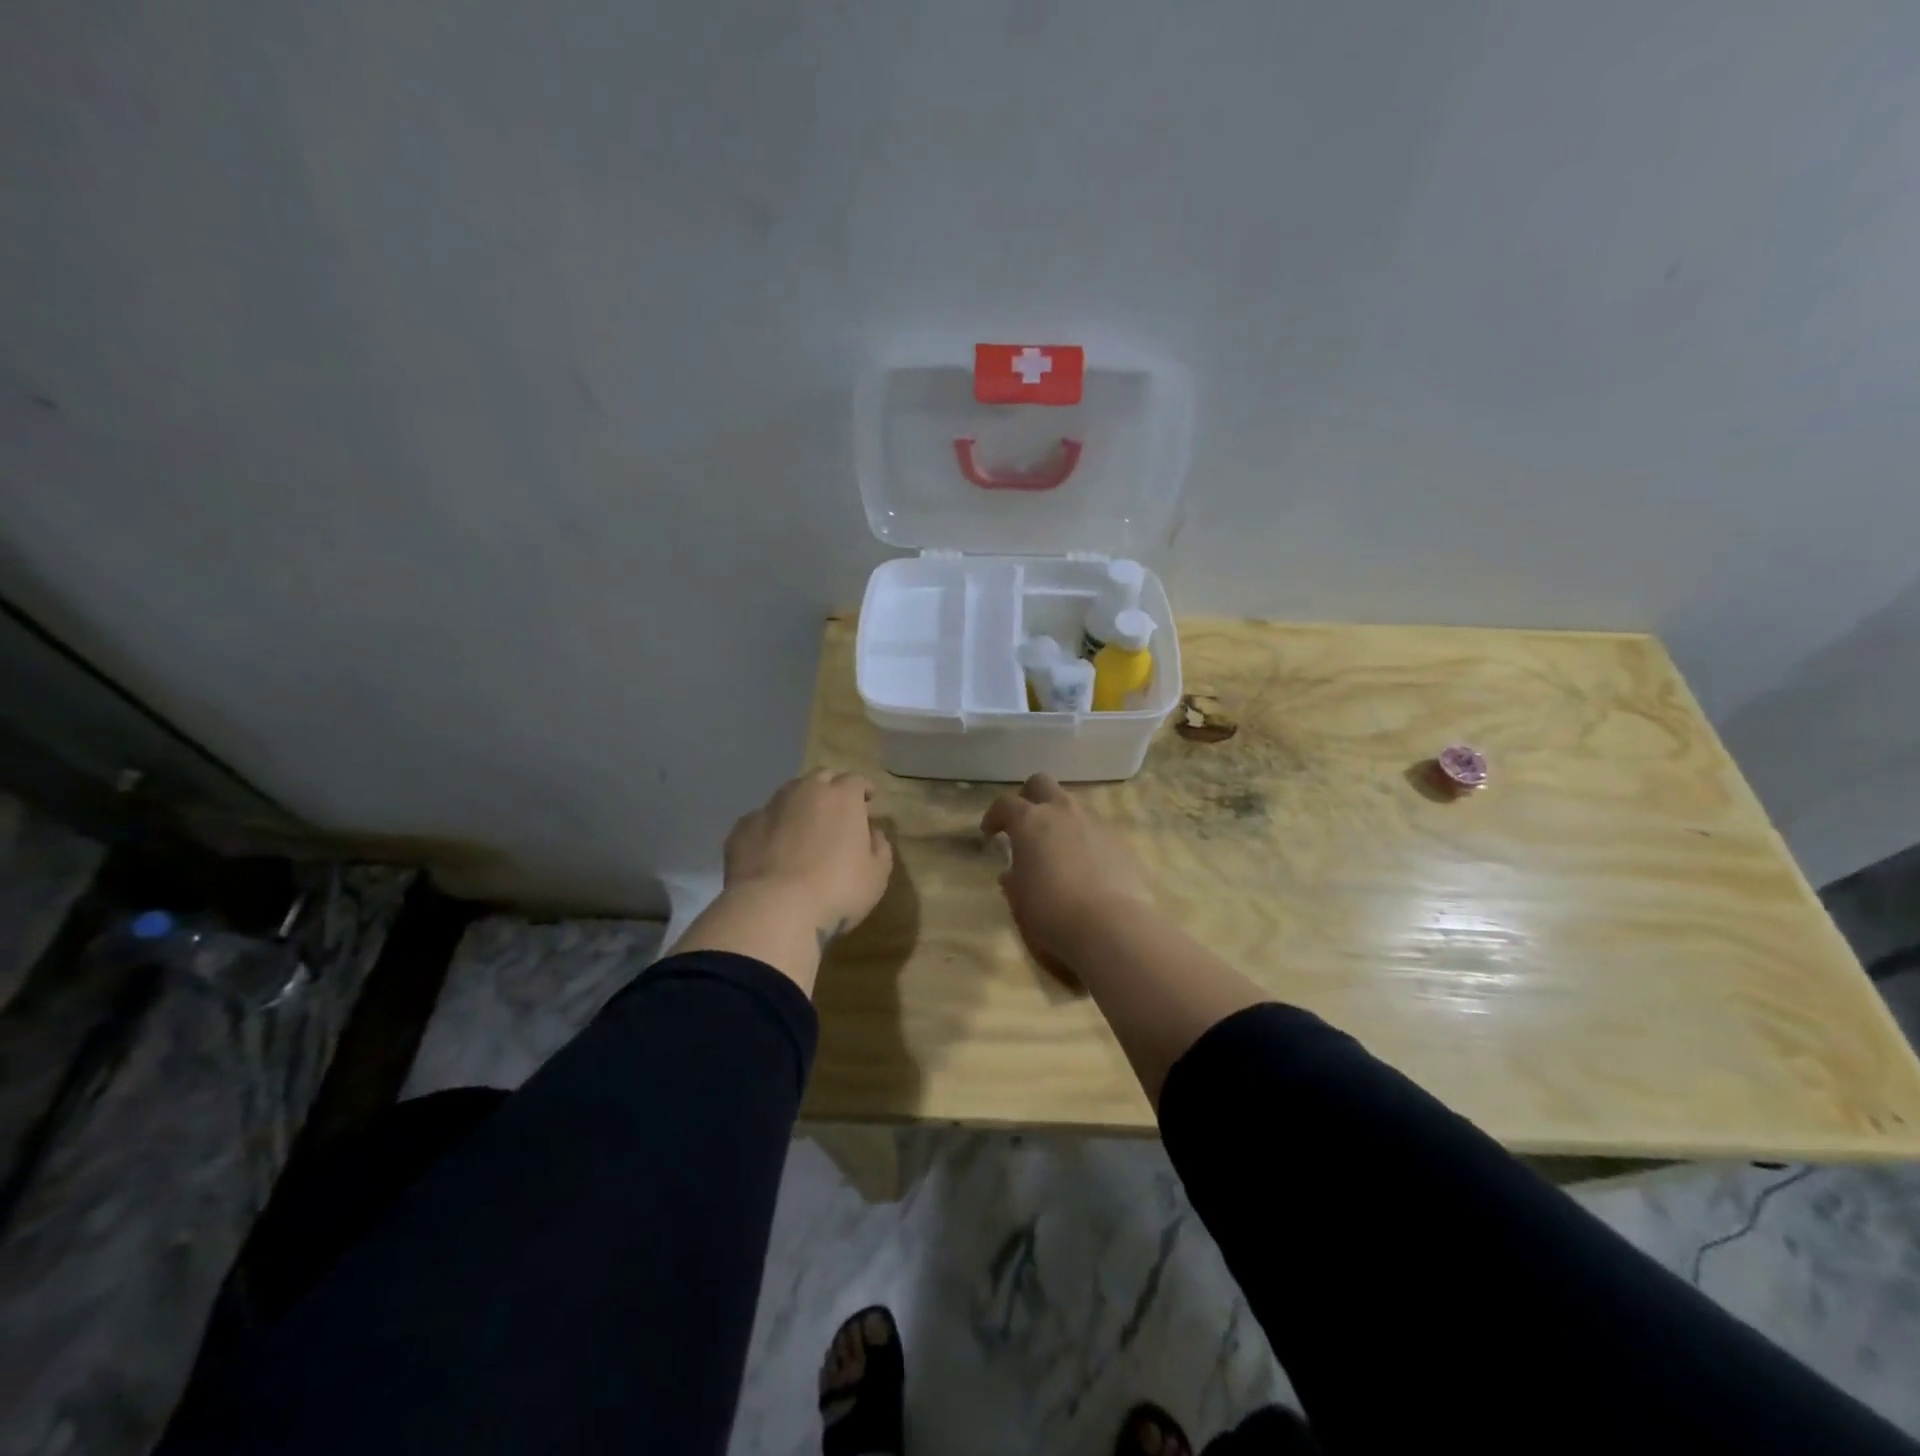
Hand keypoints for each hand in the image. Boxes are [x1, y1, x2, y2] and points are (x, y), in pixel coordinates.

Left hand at [725, 771, 892, 943]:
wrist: (773, 909)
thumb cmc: (837, 890)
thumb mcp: (876, 875)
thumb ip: (879, 848)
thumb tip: (873, 834)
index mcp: (842, 797)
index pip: (856, 780)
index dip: (863, 790)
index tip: (868, 803)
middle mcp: (805, 791)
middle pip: (821, 778)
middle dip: (831, 790)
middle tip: (836, 813)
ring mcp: (769, 807)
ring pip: (788, 795)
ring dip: (799, 805)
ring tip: (802, 830)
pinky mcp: (742, 828)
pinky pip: (762, 821)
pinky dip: (771, 829)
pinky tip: (772, 851)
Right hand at [980, 774, 1156, 969]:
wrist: (1112, 926)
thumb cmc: (1052, 913)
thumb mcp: (1020, 901)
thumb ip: (1014, 880)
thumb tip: (1013, 874)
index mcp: (1030, 821)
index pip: (1005, 804)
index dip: (995, 816)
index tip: (990, 833)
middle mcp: (1063, 812)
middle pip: (1041, 784)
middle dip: (1029, 798)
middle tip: (1024, 825)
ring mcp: (1095, 823)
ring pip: (1073, 806)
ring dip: (1060, 819)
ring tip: (1057, 850)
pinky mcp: (1121, 841)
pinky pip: (1096, 830)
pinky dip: (1085, 840)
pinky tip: (1086, 868)